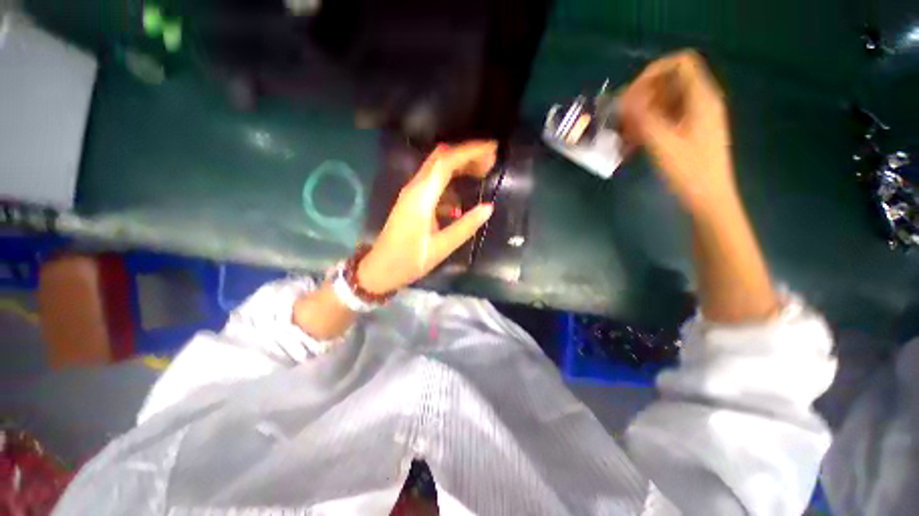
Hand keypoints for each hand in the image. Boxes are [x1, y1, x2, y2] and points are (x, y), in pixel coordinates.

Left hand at [357, 141, 497, 293]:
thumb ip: (465, 226)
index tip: (492, 149)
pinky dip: (452, 182)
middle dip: (467, 154)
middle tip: (491, 160)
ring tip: (483, 172)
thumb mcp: (440, 247)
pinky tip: (463, 196)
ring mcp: (412, 194)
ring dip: (460, 166)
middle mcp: (415, 188)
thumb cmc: (408, 261)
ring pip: (437, 169)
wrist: (380, 270)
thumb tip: (488, 207)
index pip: (446, 162)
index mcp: (421, 196)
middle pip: (441, 158)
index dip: (470, 152)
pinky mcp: (412, 202)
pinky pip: (434, 183)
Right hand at [619, 50, 736, 216]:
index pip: (679, 63)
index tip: (630, 95)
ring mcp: (695, 117)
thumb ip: (643, 117)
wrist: (708, 199)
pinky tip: (632, 144)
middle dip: (642, 96)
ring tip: (624, 135)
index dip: (652, 73)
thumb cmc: (689, 171)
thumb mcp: (663, 143)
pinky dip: (647, 126)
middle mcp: (700, 101)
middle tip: (622, 118)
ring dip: (641, 113)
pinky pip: (664, 119)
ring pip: (664, 102)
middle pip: (669, 81)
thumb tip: (623, 100)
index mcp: (702, 98)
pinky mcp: (688, 132)